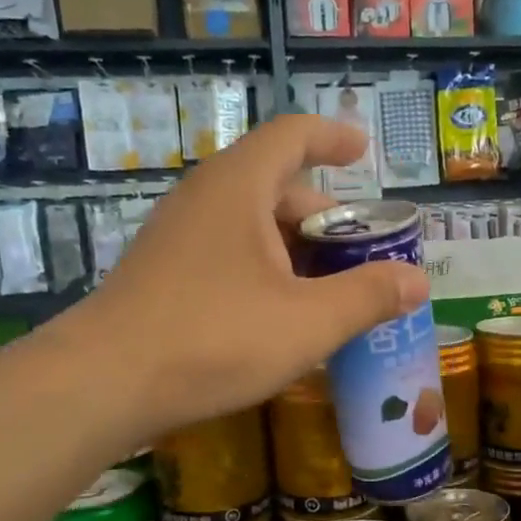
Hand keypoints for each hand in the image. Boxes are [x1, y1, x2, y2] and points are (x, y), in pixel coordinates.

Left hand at [74, 114, 428, 439]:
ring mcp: (177, 236)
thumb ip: (368, 297)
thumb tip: (418, 281)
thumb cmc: (214, 339)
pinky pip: (227, 253)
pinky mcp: (163, 273)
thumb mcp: (308, 322)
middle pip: (276, 186)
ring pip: (251, 225)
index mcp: (239, 188)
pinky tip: (280, 316)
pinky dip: (265, 270)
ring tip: (330, 291)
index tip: (363, 151)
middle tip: (361, 255)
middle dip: (325, 216)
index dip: (332, 137)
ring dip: (296, 250)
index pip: (293, 136)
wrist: (103, 384)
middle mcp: (204, 199)